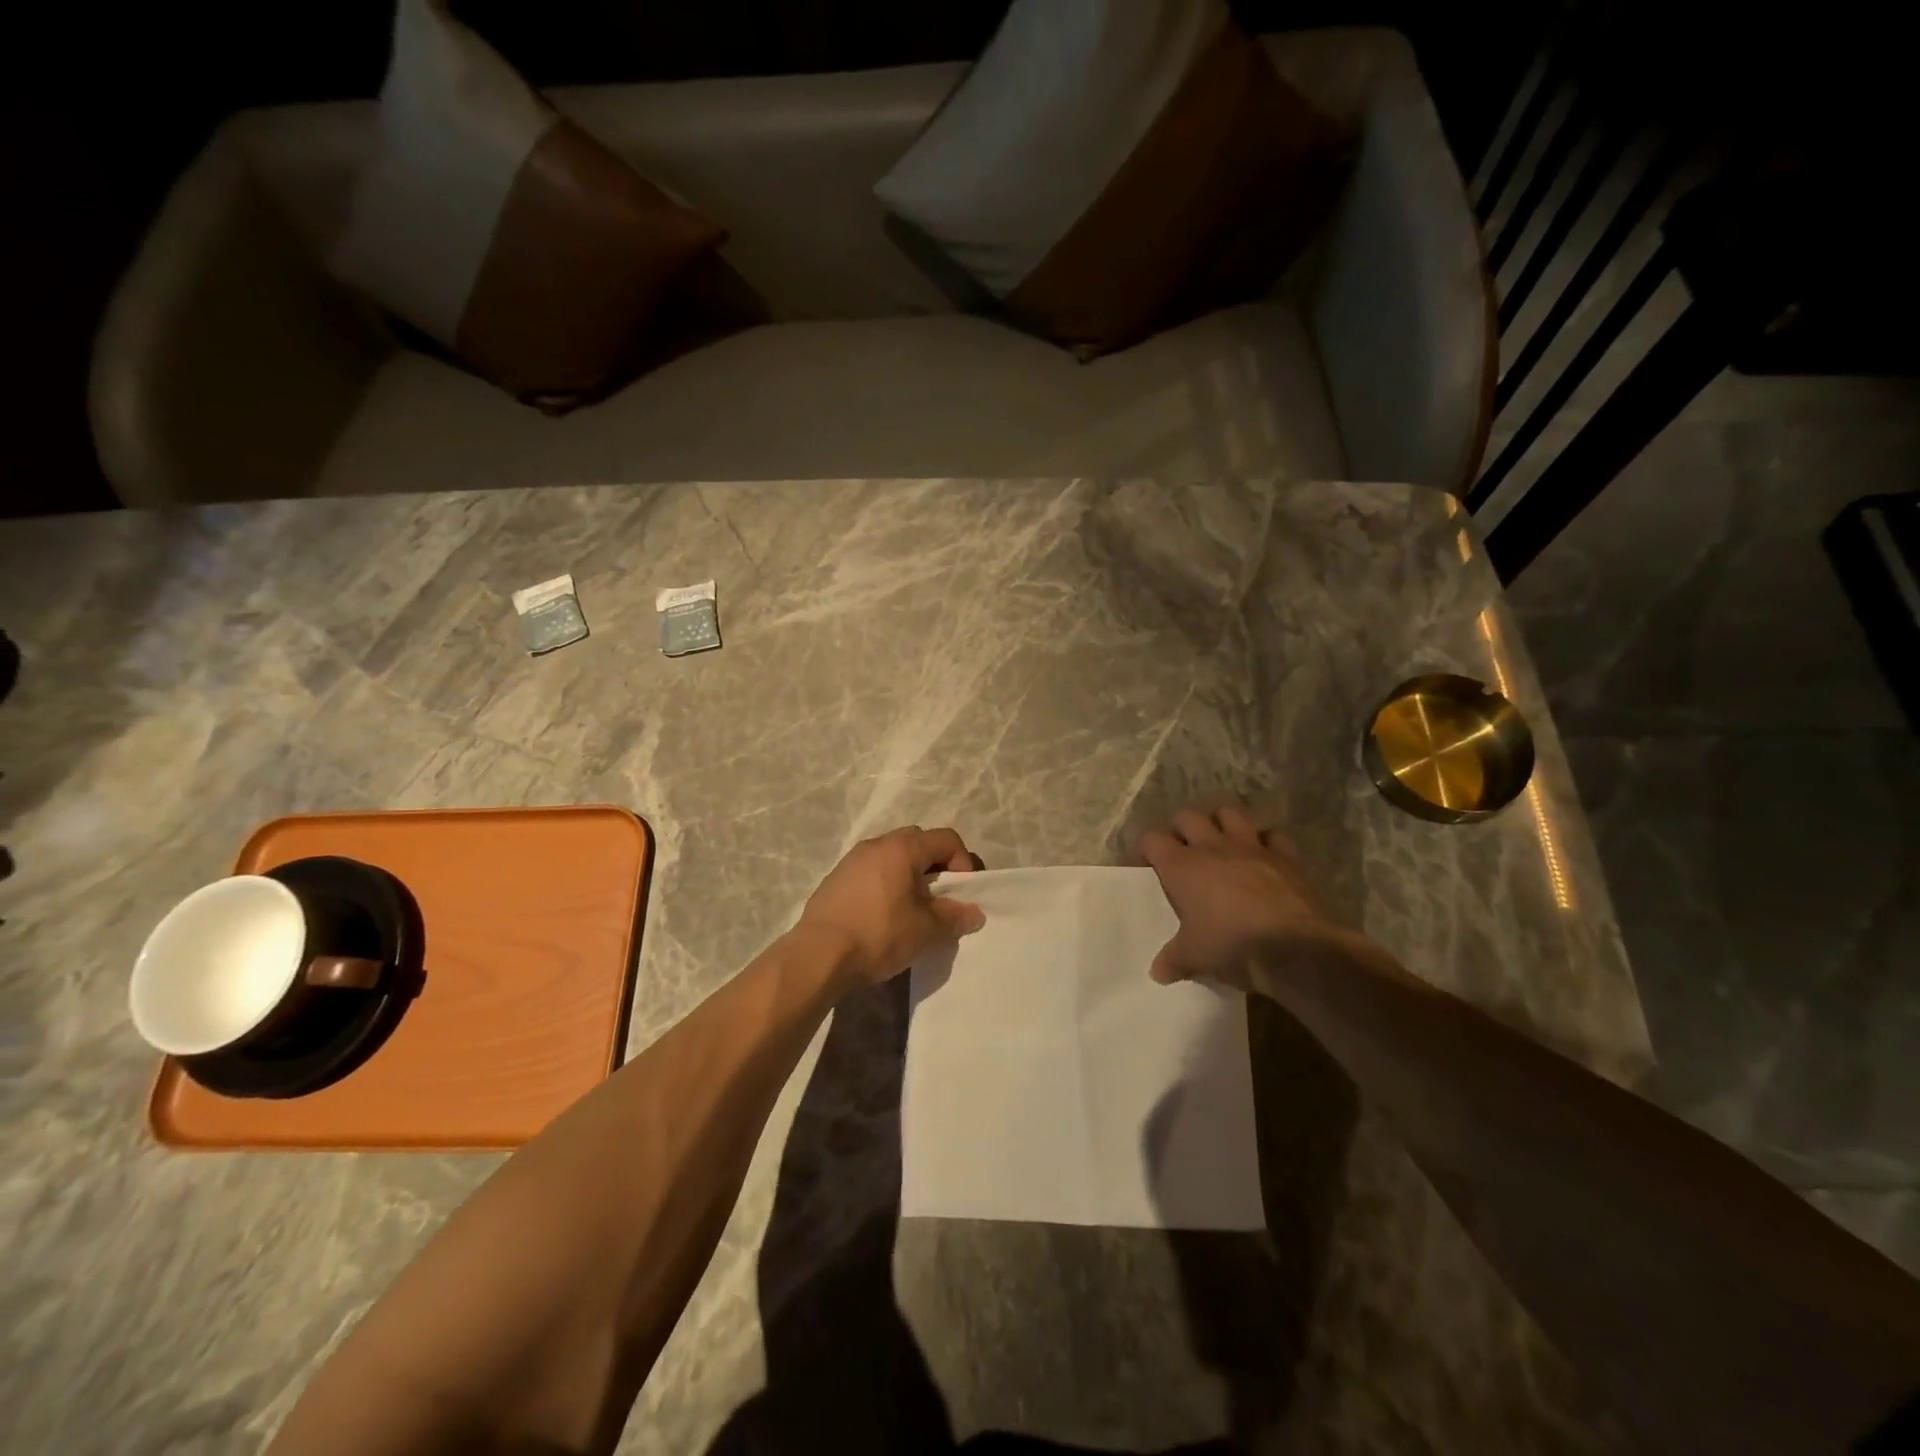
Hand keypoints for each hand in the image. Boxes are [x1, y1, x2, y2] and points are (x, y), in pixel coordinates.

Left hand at [797, 826, 984, 989]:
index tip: (962, 894)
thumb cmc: (879, 934)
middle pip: (919, 842)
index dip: (963, 863)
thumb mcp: (926, 930)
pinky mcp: (835, 878)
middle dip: (936, 866)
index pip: (947, 839)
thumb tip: (973, 913)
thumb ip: (954, 917)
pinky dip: (885, 884)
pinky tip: (883, 916)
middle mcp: (877, 844)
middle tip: (940, 898)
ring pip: (892, 856)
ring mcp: (852, 859)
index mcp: (903, 848)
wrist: (818, 955)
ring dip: (909, 875)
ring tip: (911, 909)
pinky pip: (871, 871)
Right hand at [1137, 804, 1351, 991]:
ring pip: (1229, 813)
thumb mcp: (1194, 958)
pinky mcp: (1285, 856)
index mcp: (1182, 866)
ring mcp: (1252, 847)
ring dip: (1221, 823)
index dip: (1146, 849)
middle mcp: (1213, 847)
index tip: (1147, 866)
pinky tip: (1263, 856)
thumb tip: (1158, 972)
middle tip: (1183, 852)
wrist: (1294, 948)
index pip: (1152, 840)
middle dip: (1181, 829)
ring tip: (1220, 843)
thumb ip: (1173, 960)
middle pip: (1188, 817)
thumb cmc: (1232, 946)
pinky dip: (1265, 841)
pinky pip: (1273, 835)